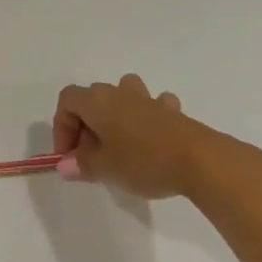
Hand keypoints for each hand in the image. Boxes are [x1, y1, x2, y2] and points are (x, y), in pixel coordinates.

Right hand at [53, 74, 220, 199]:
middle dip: (86, 126)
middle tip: (93, 157)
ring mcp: (148, 99)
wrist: (199, 160)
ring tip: (120, 142)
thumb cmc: (143, 161)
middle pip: (92, 99)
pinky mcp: (172, 110)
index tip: (70, 156)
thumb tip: (65, 166)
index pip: (67, 101)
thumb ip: (82, 165)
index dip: (62, 127)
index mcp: (97, 101)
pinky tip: (152, 138)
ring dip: (117, 114)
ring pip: (124, 94)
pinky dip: (147, 117)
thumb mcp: (106, 169)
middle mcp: (119, 92)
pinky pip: (153, 105)